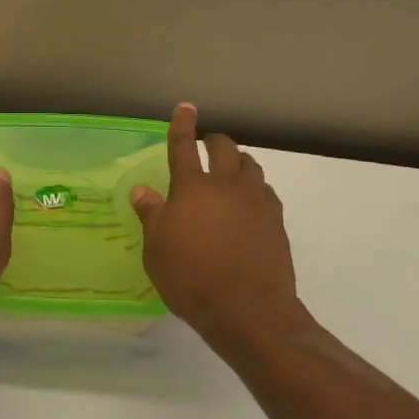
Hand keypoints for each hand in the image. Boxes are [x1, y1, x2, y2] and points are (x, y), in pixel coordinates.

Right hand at [130, 103, 301, 349]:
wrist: (250, 311)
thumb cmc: (193, 280)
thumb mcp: (157, 251)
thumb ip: (151, 216)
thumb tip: (142, 190)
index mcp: (192, 188)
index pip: (183, 146)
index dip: (183, 124)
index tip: (186, 107)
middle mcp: (226, 185)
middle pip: (223, 148)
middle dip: (213, 141)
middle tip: (206, 146)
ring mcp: (255, 201)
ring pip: (250, 165)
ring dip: (238, 161)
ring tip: (231, 171)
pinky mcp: (276, 221)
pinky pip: (266, 191)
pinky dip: (256, 188)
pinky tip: (251, 202)